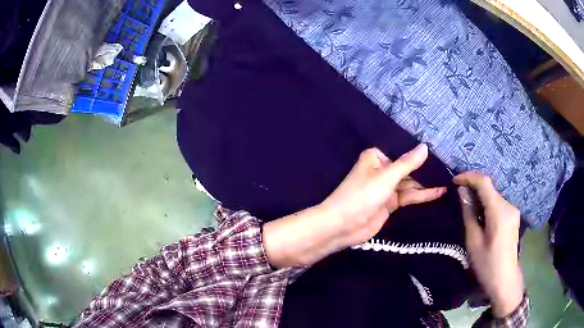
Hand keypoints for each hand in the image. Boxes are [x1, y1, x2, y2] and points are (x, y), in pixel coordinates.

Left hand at [263, 144, 445, 267]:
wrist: (343, 226)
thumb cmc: (362, 196)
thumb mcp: (387, 177)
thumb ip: (407, 163)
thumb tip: (425, 147)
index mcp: (377, 158)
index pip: (402, 152)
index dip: (419, 152)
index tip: (440, 148)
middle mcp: (383, 170)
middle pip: (408, 168)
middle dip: (426, 169)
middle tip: (449, 166)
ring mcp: (387, 188)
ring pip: (411, 183)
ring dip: (427, 183)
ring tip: (449, 180)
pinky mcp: (391, 204)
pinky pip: (409, 197)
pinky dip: (423, 195)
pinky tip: (439, 192)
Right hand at [453, 172, 523, 317]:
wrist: (505, 279)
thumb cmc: (487, 264)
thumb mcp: (473, 241)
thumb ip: (469, 213)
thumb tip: (462, 192)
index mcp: (499, 211)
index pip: (484, 182)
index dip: (469, 177)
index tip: (455, 181)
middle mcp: (509, 205)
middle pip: (490, 187)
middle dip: (474, 186)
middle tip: (459, 193)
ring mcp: (513, 209)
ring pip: (494, 194)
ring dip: (480, 195)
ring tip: (467, 203)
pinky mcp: (513, 215)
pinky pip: (498, 202)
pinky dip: (487, 202)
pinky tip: (480, 213)